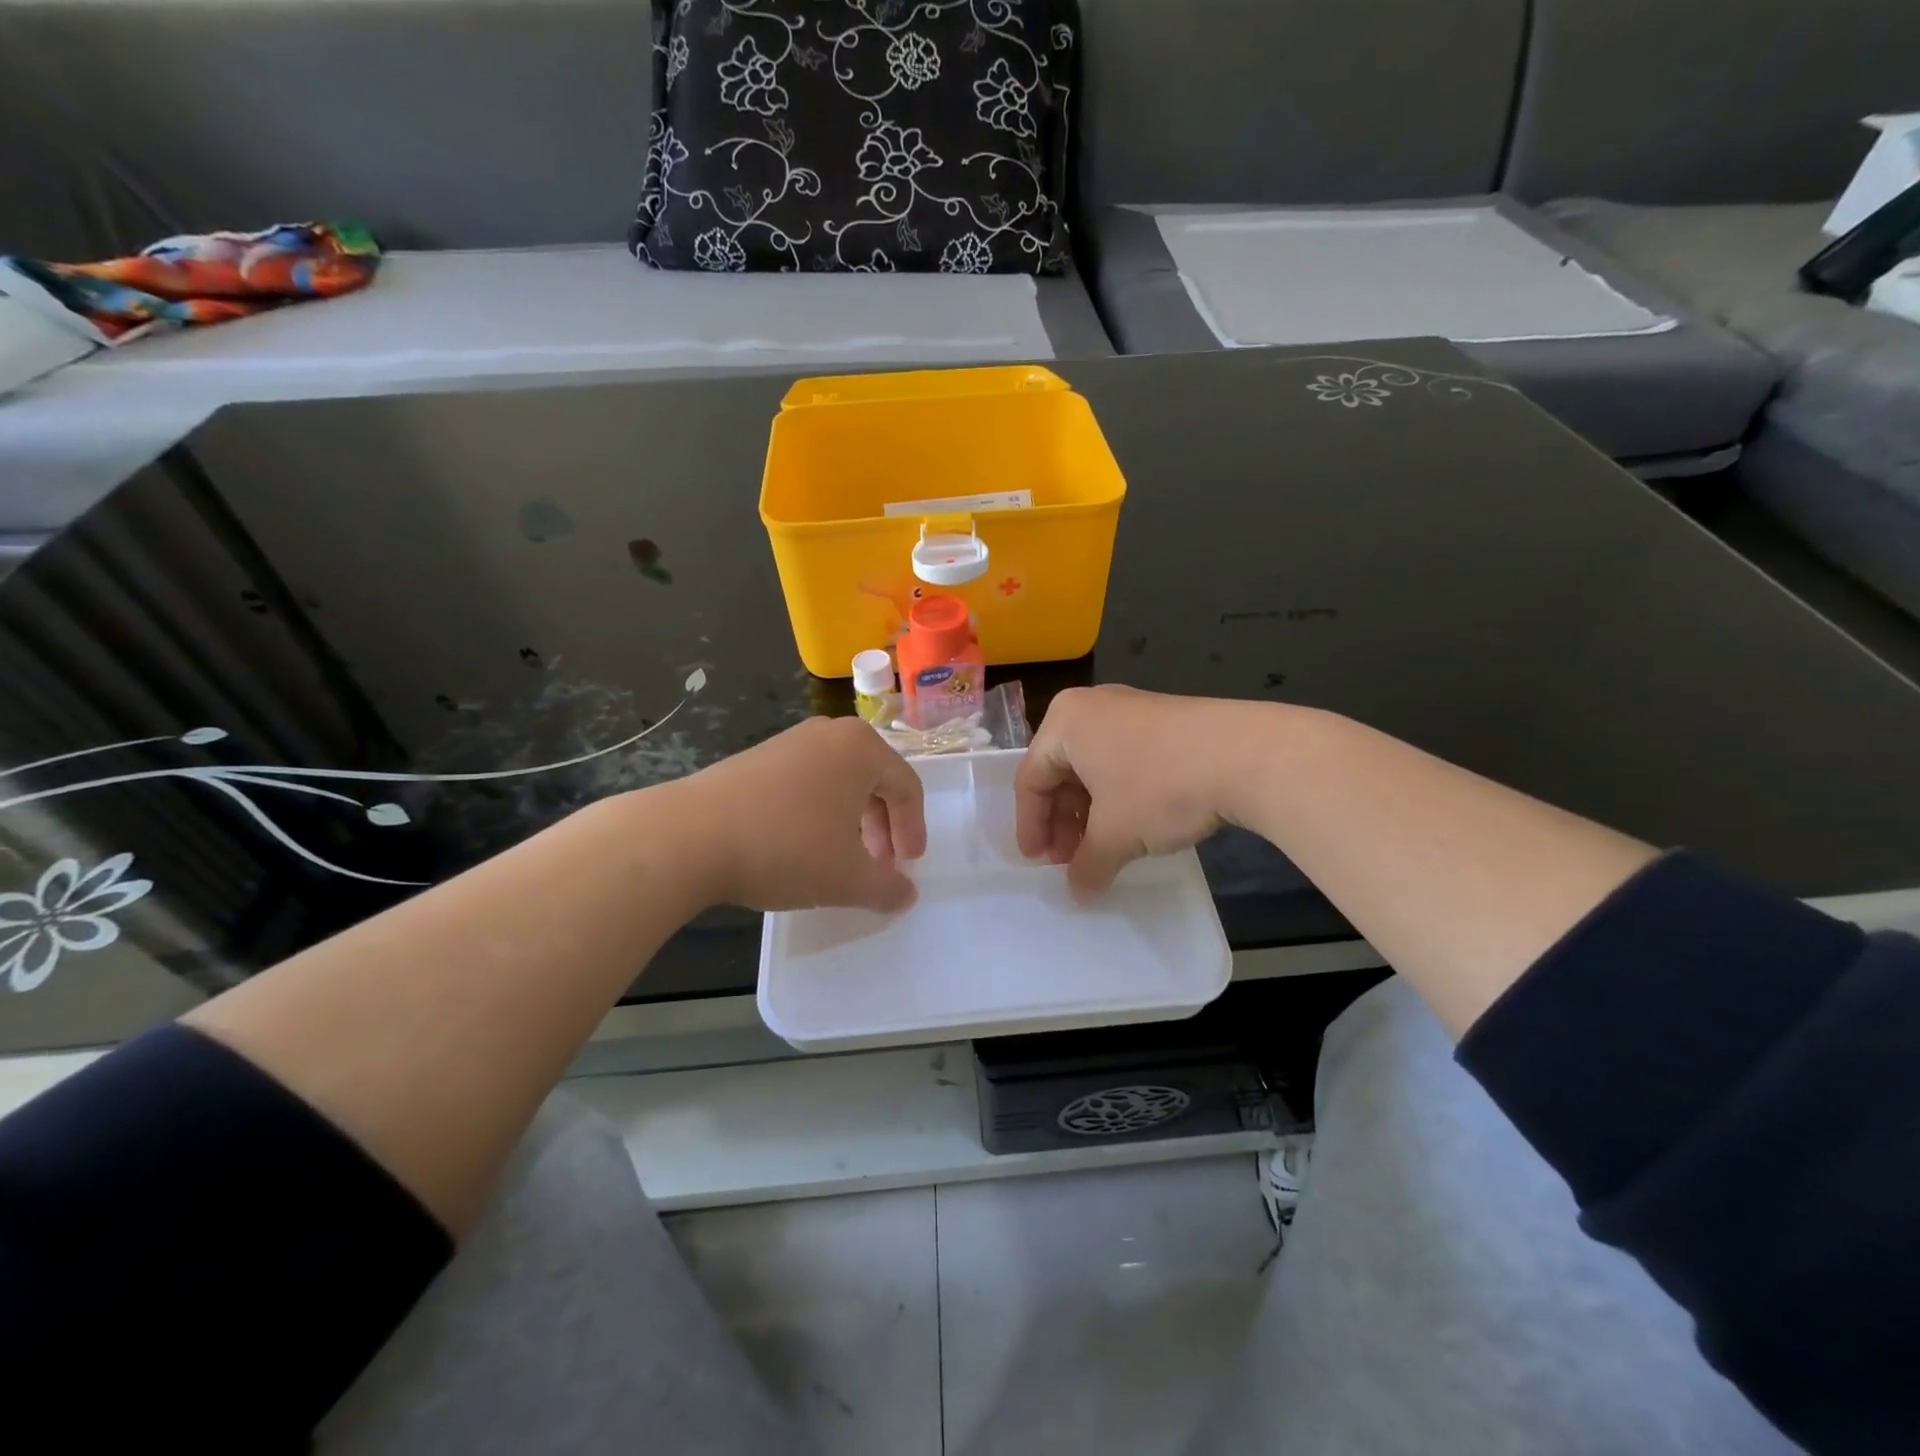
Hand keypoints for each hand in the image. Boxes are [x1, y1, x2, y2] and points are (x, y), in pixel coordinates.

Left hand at [677, 716, 926, 913]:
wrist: (689, 836)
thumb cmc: (785, 848)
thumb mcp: (848, 878)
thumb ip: (888, 888)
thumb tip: (906, 894)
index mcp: (861, 749)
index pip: (906, 787)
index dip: (913, 830)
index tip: (908, 866)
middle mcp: (829, 734)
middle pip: (874, 780)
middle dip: (882, 826)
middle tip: (879, 864)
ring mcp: (789, 741)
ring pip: (839, 782)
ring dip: (851, 821)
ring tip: (842, 858)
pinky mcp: (757, 758)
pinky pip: (806, 782)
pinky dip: (818, 813)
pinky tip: (801, 845)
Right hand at [1015, 685, 1270, 896]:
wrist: (1247, 755)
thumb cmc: (1160, 788)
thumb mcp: (1115, 835)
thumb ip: (1087, 865)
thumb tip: (1078, 892)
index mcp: (1065, 721)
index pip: (1030, 779)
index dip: (1030, 826)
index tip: (1038, 863)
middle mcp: (1091, 706)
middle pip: (1061, 771)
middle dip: (1063, 821)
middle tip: (1070, 860)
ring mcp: (1130, 709)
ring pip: (1093, 768)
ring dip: (1090, 813)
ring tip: (1101, 849)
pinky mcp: (1163, 720)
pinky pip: (1122, 760)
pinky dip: (1117, 797)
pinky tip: (1132, 827)